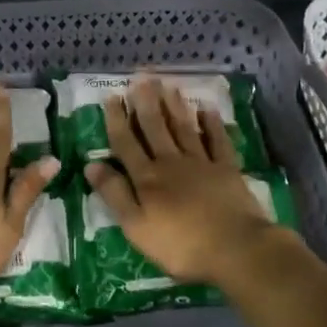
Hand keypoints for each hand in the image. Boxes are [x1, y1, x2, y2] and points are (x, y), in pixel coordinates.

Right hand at [84, 75, 281, 283]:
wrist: (235, 249)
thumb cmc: (180, 245)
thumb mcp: (136, 227)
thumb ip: (114, 194)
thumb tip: (91, 164)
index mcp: (147, 178)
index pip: (126, 143)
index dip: (117, 120)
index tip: (112, 97)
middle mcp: (171, 163)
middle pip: (155, 127)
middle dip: (146, 102)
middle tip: (141, 77)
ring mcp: (202, 163)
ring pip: (184, 128)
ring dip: (174, 106)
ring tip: (167, 85)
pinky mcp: (227, 169)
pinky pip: (218, 140)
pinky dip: (212, 123)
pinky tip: (207, 109)